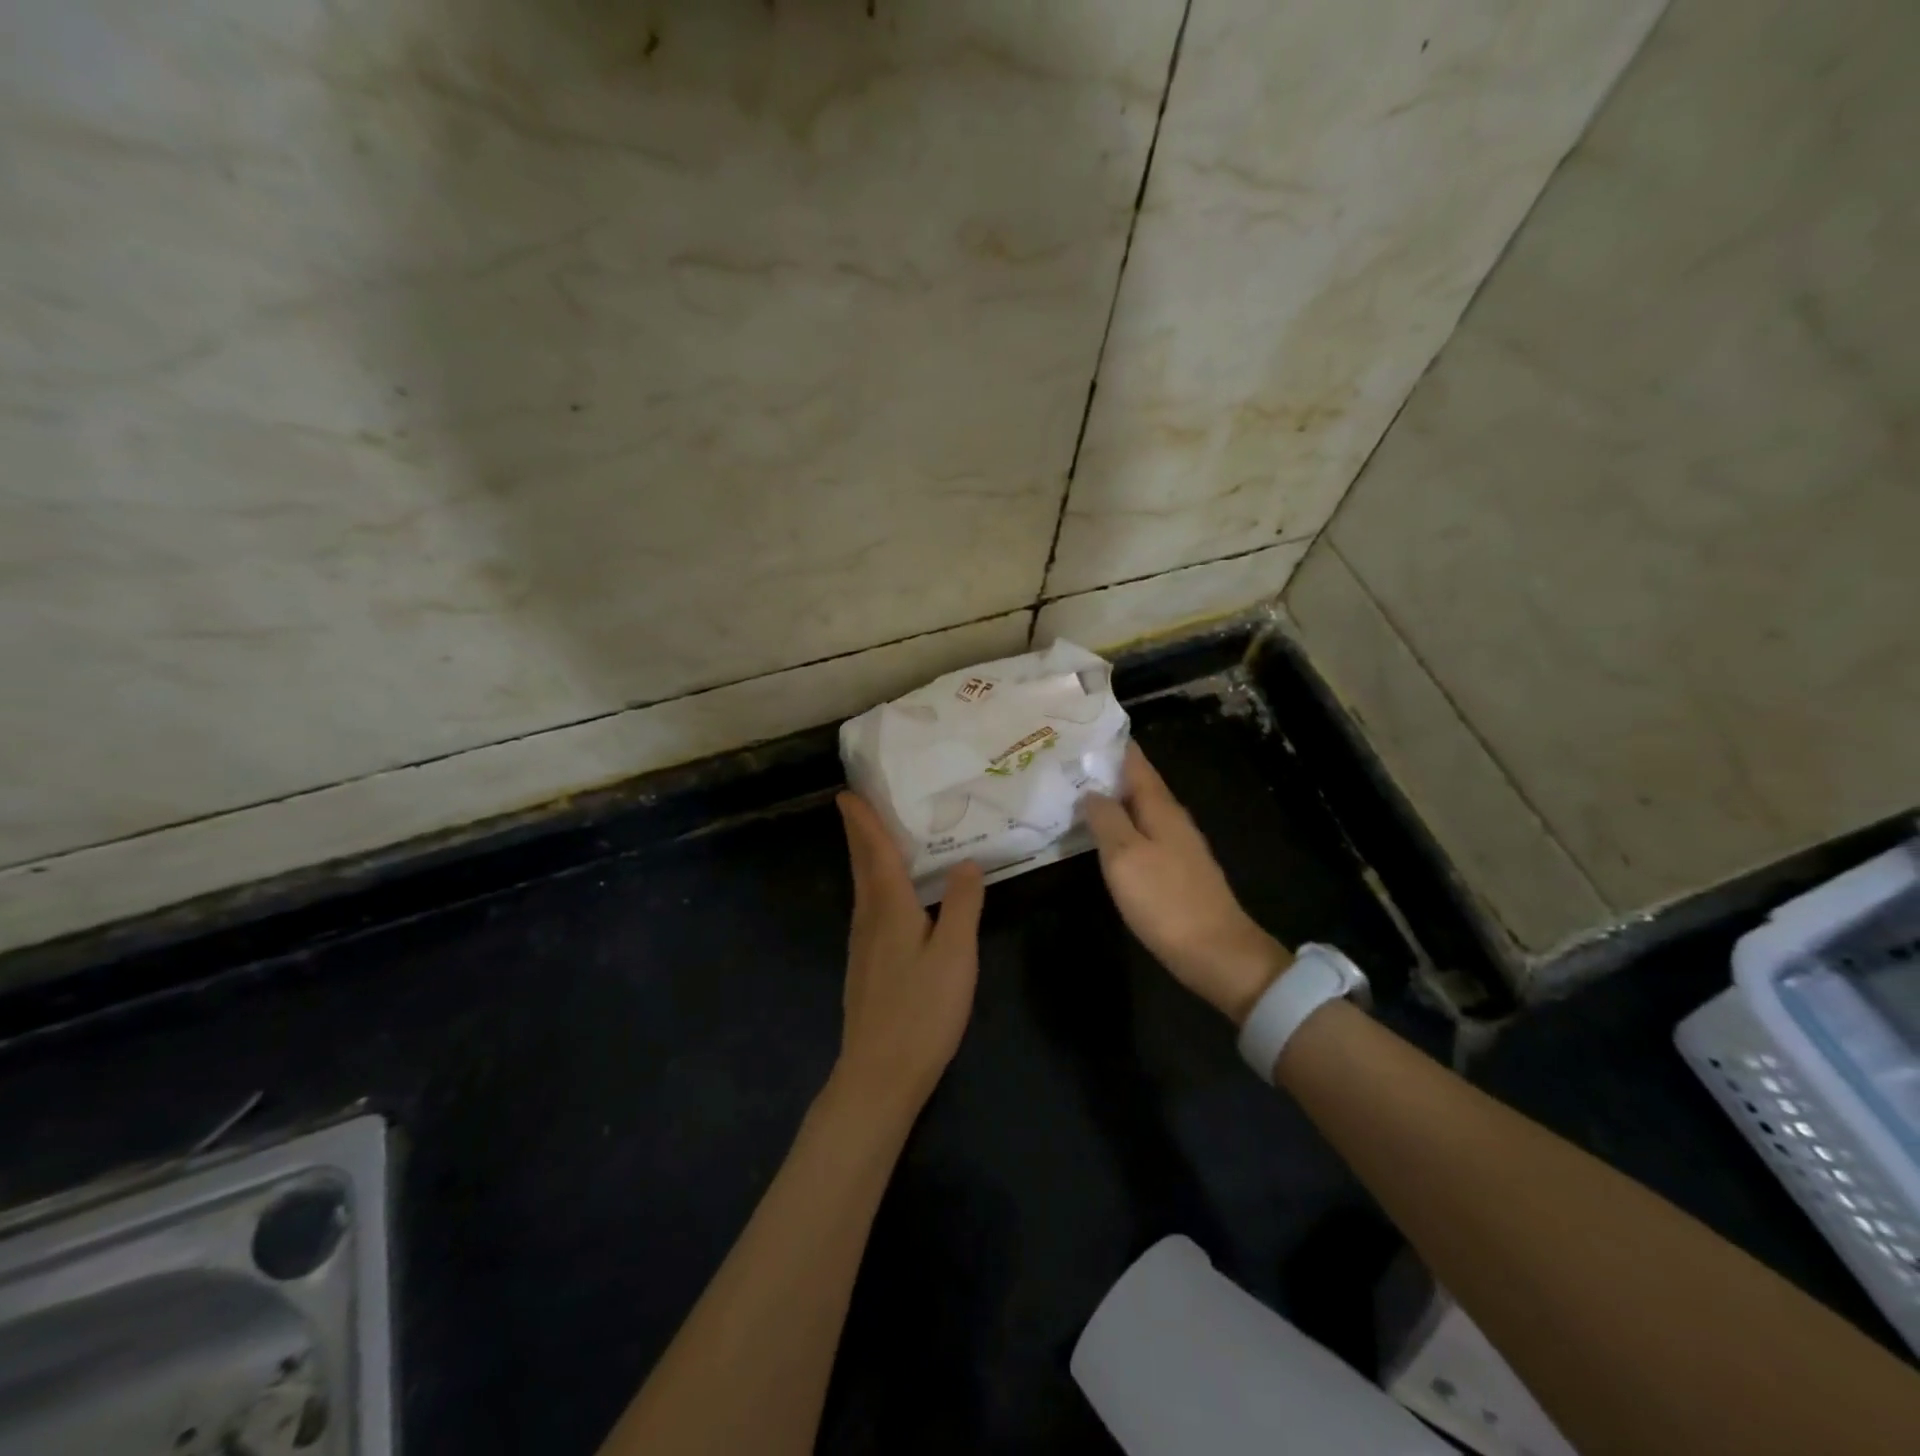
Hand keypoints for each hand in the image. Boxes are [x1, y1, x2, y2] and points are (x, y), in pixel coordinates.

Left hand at [832, 792, 985, 1115]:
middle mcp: (868, 919)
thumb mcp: (955, 955)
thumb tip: (967, 862)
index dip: (863, 821)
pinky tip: (891, 896)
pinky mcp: (866, 965)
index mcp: (889, 908)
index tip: (846, 793)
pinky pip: (869, 908)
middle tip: (860, 804)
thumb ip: (962, 906)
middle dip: (860, 833)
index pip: (874, 852)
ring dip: (866, 857)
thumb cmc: (921, 1011)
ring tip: (879, 839)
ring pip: (863, 888)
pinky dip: (875, 886)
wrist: (879, 1074)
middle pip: (862, 866)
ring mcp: (862, 944)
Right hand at [1081, 743, 1291, 1022]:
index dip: (1110, 745)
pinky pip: (1142, 835)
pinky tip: (1101, 837)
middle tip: (1067, 762)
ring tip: (1076, 793)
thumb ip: (1106, 819)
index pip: (1135, 762)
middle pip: (1137, 784)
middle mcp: (1172, 819)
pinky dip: (1120, 827)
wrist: (1216, 953)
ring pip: (1139, 810)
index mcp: (1161, 808)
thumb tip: (1091, 791)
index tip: (1081, 731)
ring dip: (1111, 800)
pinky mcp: (1176, 871)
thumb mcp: (1125, 856)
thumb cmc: (1166, 900)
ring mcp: (1177, 846)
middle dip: (1105, 771)